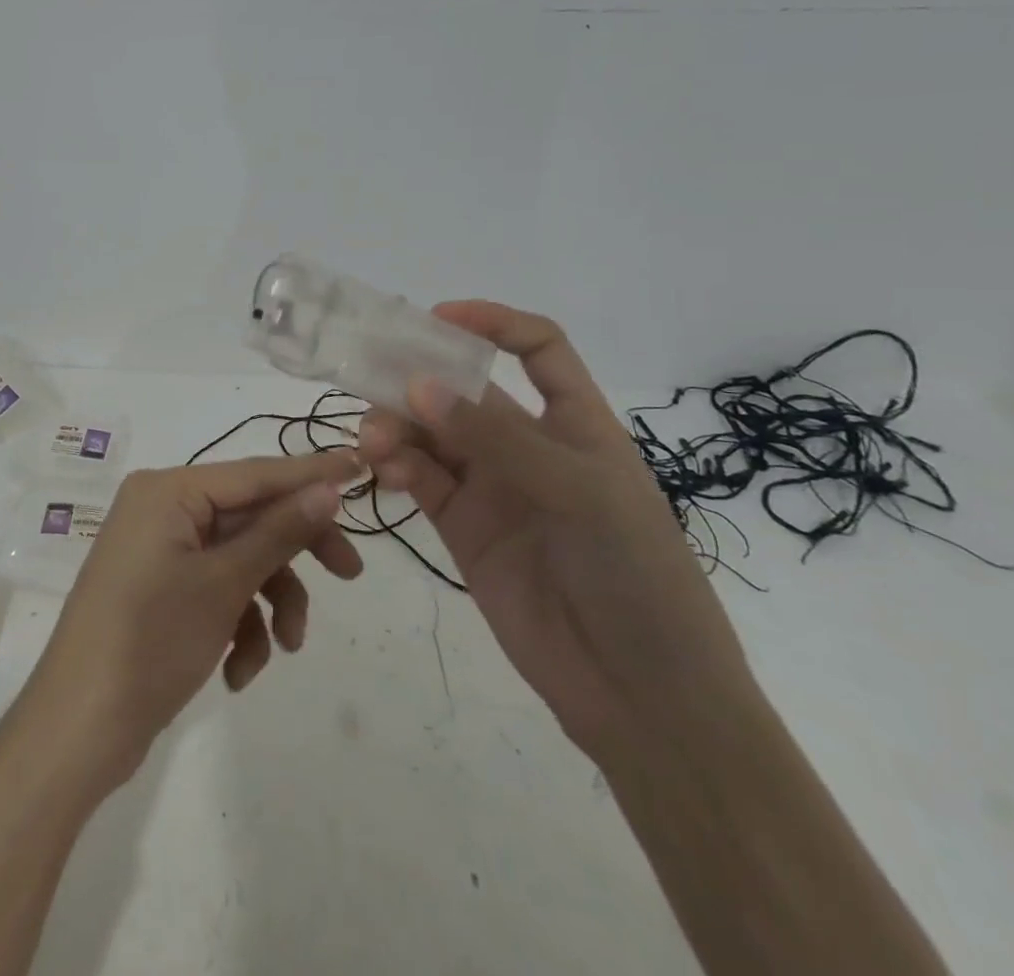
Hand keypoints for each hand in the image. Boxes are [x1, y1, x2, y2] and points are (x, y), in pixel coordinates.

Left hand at [22, 452, 363, 789]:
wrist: (79, 730)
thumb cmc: (151, 641)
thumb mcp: (224, 584)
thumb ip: (279, 532)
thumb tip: (328, 488)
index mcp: (169, 490)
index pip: (255, 473)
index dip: (311, 473)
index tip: (362, 466)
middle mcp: (162, 509)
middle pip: (250, 517)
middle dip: (294, 553)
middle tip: (350, 574)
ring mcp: (159, 550)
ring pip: (239, 559)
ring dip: (268, 601)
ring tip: (285, 648)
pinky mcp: (160, 589)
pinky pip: (216, 589)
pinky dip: (237, 624)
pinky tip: (239, 671)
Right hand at [361, 303, 759, 760]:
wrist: (642, 695)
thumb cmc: (636, 576)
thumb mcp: (579, 492)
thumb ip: (495, 439)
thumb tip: (419, 384)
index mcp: (576, 423)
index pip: (538, 350)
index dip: (492, 324)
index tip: (437, 318)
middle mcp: (528, 446)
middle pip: (464, 391)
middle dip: (419, 380)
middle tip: (371, 380)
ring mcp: (492, 487)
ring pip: (432, 434)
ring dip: (398, 427)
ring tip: (373, 443)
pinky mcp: (462, 528)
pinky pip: (420, 480)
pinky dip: (396, 467)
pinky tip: (382, 471)